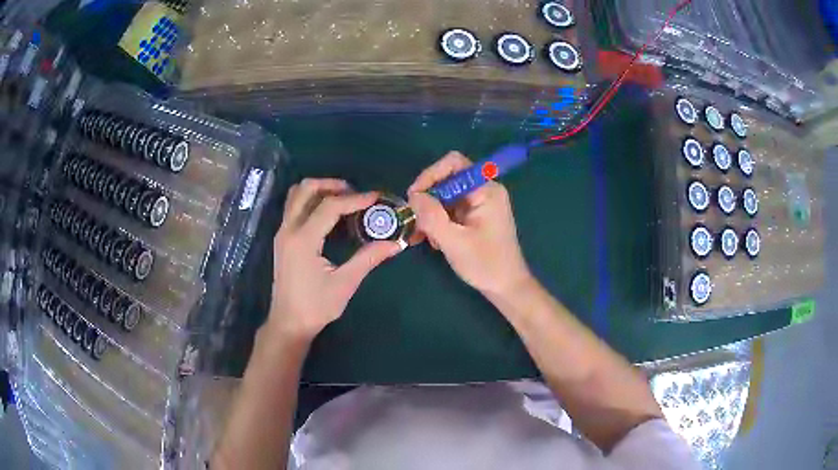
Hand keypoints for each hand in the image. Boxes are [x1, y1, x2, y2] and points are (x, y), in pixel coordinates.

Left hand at [269, 179, 402, 341]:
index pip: (330, 206)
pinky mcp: (283, 239)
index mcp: (303, 239)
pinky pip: (294, 207)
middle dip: (332, 185)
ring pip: (297, 195)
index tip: (376, 197)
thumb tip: (396, 243)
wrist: (288, 323)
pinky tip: (329, 215)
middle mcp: (289, 229)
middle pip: (306, 189)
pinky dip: (311, 201)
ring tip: (343, 200)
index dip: (355, 199)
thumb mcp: (345, 283)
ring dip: (319, 190)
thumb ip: (368, 258)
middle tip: (355, 193)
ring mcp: (283, 232)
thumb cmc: (315, 306)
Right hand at [407, 151, 532, 297]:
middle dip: (428, 200)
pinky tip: (434, 241)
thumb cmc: (485, 264)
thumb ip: (431, 216)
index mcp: (485, 190)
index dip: (430, 175)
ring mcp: (480, 204)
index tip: (414, 198)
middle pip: (447, 180)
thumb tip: (413, 196)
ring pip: (445, 197)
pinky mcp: (475, 216)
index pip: (453, 163)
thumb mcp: (453, 241)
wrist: (506, 287)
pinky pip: (450, 210)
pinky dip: (439, 222)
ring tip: (424, 237)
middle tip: (416, 223)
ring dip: (431, 214)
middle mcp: (484, 191)